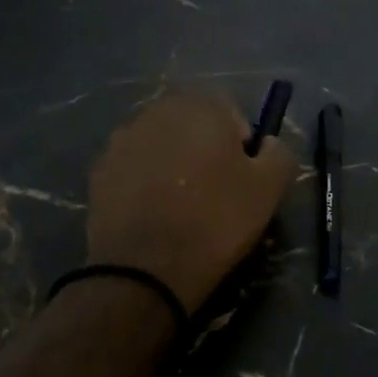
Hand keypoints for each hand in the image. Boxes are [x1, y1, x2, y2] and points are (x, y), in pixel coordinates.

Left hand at [86, 92, 295, 313]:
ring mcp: (123, 139)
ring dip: (172, 164)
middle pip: (192, 124)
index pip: (232, 113)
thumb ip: (278, 153)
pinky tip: (153, 214)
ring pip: (161, 145)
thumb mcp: (269, 189)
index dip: (241, 145)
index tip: (241, 180)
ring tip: (180, 206)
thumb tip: (268, 144)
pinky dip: (144, 182)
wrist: (145, 269)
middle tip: (214, 193)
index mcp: (202, 106)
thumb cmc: (215, 222)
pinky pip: (134, 168)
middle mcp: (158, 111)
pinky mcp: (100, 169)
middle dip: (204, 149)